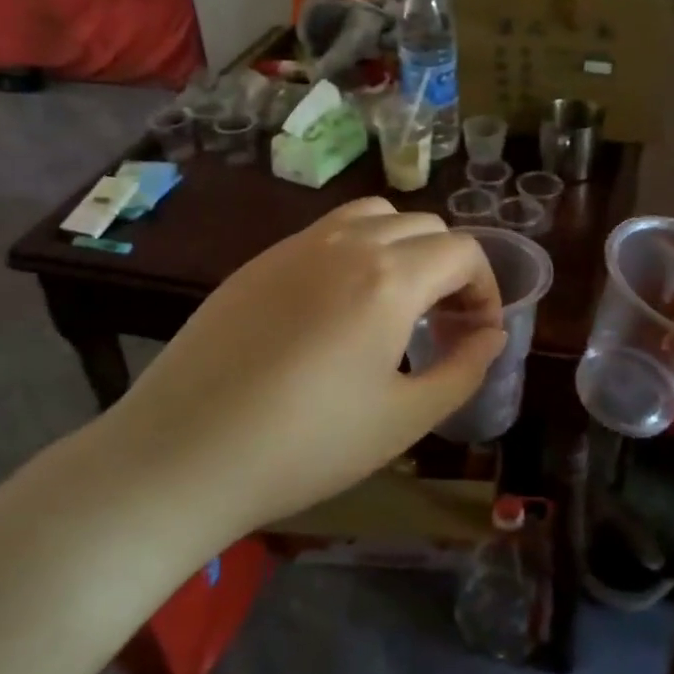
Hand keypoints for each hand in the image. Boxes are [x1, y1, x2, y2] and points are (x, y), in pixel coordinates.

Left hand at [91, 198, 505, 540]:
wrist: (180, 456)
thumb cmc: (305, 446)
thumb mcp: (404, 419)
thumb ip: (463, 370)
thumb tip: (492, 335)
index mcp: (389, 277)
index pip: (463, 252)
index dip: (486, 288)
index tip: (478, 333)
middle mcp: (346, 243)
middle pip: (424, 226)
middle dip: (450, 267)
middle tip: (443, 323)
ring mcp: (295, 247)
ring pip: (373, 216)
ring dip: (403, 248)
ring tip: (396, 303)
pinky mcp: (258, 263)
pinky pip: (326, 234)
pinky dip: (356, 251)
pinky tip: (338, 309)